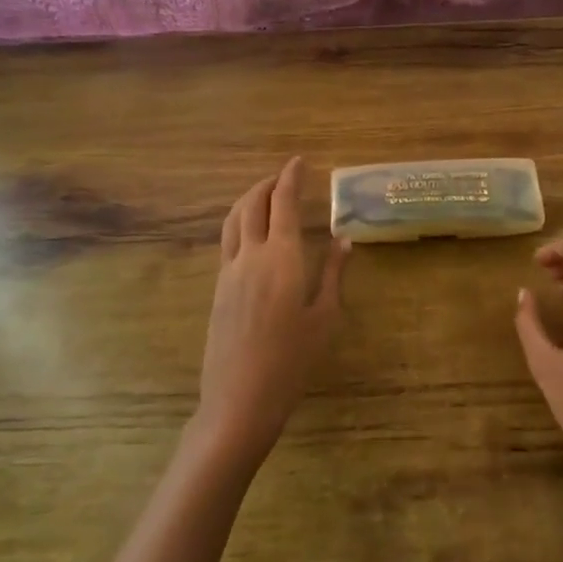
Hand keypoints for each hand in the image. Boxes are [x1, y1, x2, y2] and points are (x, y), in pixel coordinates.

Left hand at [196, 158, 349, 463]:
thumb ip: (334, 274)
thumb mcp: (324, 317)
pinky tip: (251, 232)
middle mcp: (251, 255)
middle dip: (268, 183)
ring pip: (234, 219)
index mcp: (282, 257)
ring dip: (248, 198)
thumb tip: (344, 240)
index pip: (284, 203)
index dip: (291, 177)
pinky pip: (227, 240)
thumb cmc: (292, 361)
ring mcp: (229, 271)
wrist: (239, 399)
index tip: (299, 161)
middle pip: (253, 204)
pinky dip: (239, 222)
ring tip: (265, 195)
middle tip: (285, 176)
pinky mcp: (218, 288)